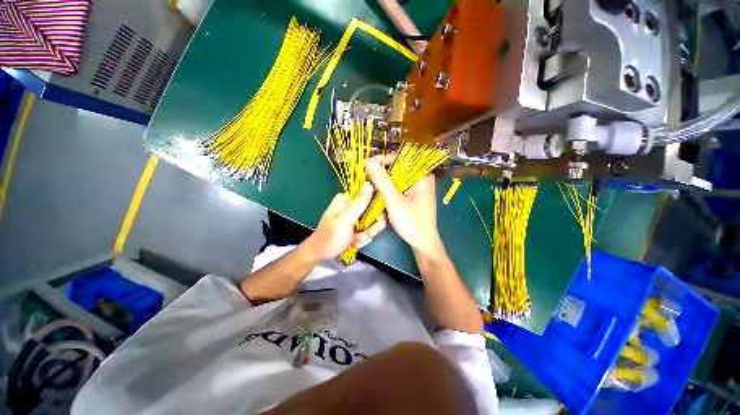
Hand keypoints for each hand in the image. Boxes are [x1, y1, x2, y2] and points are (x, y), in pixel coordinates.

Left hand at [303, 183, 385, 260]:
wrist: (319, 255)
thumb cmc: (329, 238)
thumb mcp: (345, 221)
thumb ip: (358, 204)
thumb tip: (369, 184)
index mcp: (347, 199)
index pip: (372, 198)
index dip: (376, 213)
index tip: (372, 225)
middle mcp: (350, 205)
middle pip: (373, 212)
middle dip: (370, 227)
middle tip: (360, 236)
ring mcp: (353, 215)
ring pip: (371, 222)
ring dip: (366, 235)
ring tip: (355, 241)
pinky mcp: (354, 225)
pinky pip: (367, 229)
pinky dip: (363, 238)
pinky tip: (354, 242)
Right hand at [366, 158, 441, 256]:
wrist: (422, 243)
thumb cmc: (411, 223)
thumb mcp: (394, 201)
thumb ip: (382, 181)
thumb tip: (369, 161)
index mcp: (421, 175)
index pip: (401, 158)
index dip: (383, 159)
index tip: (367, 164)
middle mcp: (420, 177)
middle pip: (398, 166)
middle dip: (381, 170)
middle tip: (365, 175)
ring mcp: (416, 186)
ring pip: (397, 176)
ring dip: (383, 179)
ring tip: (368, 182)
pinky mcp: (412, 194)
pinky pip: (398, 185)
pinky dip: (387, 187)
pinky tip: (377, 190)